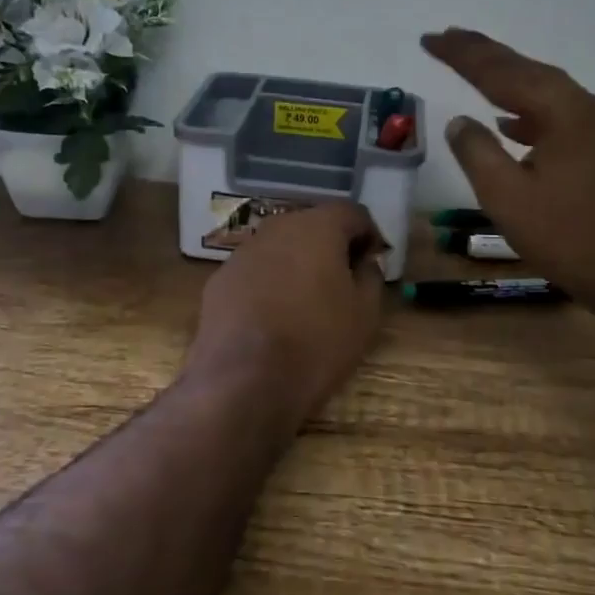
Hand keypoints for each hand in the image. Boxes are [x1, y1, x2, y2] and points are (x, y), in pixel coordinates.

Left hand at [187, 201, 386, 423]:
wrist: (242, 382)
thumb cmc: (316, 343)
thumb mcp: (364, 315)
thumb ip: (371, 276)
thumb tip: (365, 261)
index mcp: (317, 227)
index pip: (352, 213)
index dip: (369, 235)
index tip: (374, 263)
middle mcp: (277, 228)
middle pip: (313, 224)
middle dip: (332, 246)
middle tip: (344, 281)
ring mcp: (243, 252)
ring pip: (281, 247)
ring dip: (298, 263)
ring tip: (308, 301)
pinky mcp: (220, 279)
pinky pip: (256, 271)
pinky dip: (269, 283)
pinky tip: (274, 317)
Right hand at [422, 27, 594, 323]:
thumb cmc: (569, 237)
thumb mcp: (507, 197)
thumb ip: (477, 152)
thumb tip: (459, 121)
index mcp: (562, 111)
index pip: (500, 73)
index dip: (462, 55)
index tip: (429, 39)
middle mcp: (583, 107)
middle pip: (525, 70)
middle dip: (483, 54)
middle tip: (446, 37)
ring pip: (541, 89)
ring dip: (504, 77)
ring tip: (470, 65)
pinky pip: (554, 112)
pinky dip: (524, 108)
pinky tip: (507, 121)